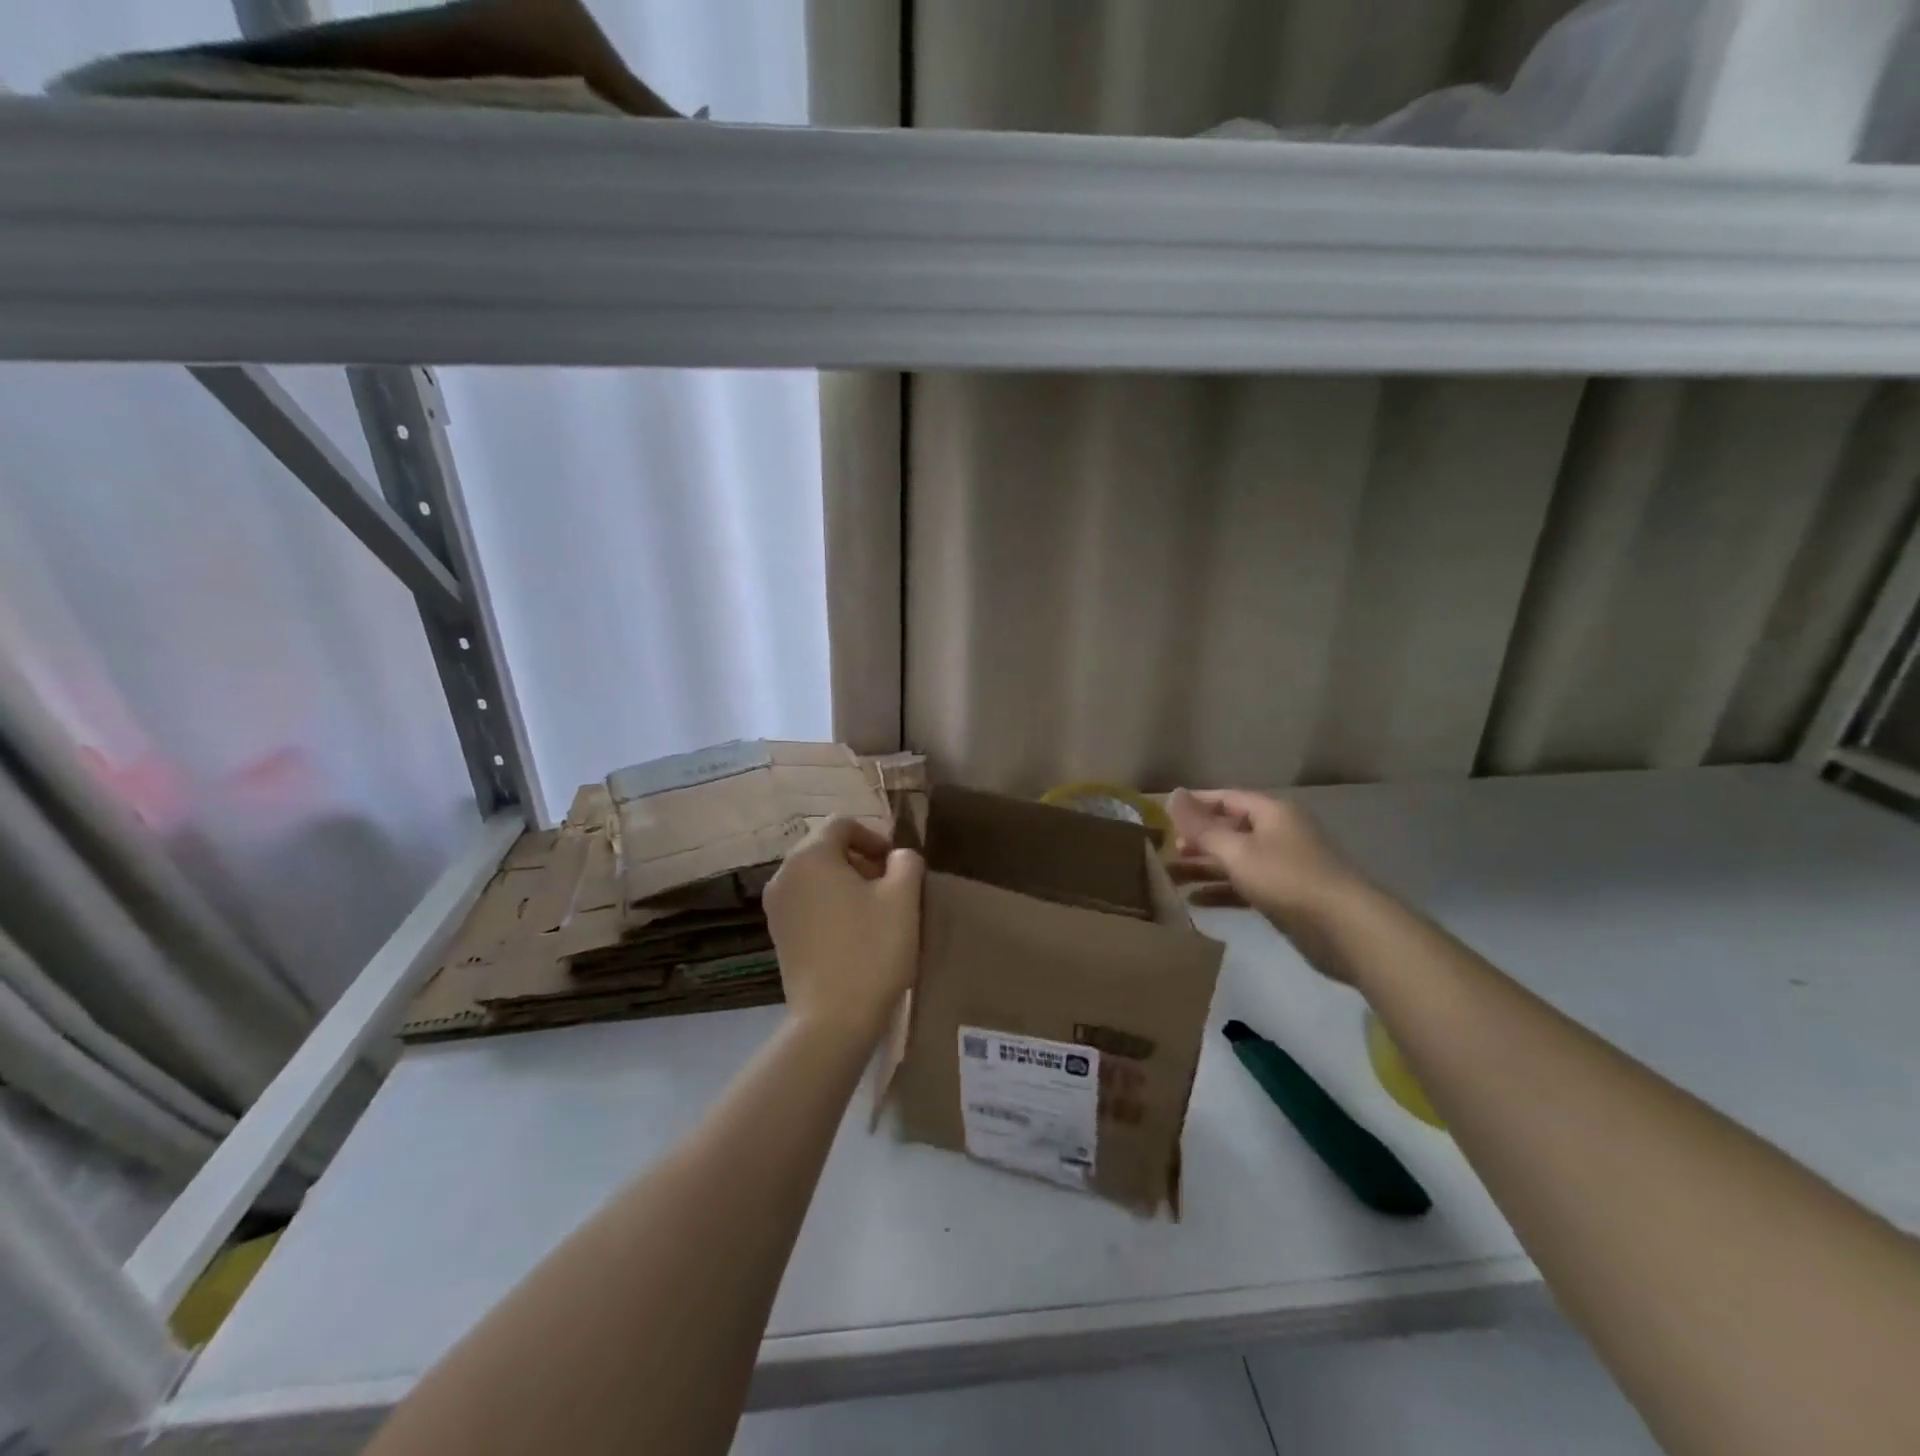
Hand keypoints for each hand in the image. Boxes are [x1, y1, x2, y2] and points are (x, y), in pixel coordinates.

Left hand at [764, 816, 923, 1041]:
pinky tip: (853, 933)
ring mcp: (776, 907)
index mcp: (810, 857)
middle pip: (825, 848)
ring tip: (874, 911)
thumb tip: (898, 856)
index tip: (896, 865)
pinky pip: (806, 902)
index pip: (842, 824)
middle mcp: (784, 874)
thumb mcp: (903, 898)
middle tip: (890, 887)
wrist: (833, 1020)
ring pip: (816, 876)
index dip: (874, 837)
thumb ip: (906, 862)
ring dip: (846, 883)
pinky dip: (829, 905)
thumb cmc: (872, 950)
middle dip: (860, 860)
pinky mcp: (778, 934)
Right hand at [1167, 788, 1357, 938]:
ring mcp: (1282, 865)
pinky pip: (1244, 885)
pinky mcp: (1284, 895)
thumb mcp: (1236, 850)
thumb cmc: (1285, 877)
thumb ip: (1201, 826)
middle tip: (1164, 851)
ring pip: (1234, 860)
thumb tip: (1173, 794)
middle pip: (1229, 829)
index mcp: (1270, 812)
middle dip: (1196, 840)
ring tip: (1170, 877)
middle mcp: (1277, 833)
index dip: (1195, 804)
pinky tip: (1194, 901)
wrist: (1343, 927)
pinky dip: (1220, 890)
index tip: (1163, 814)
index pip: (1226, 798)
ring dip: (1203, 867)